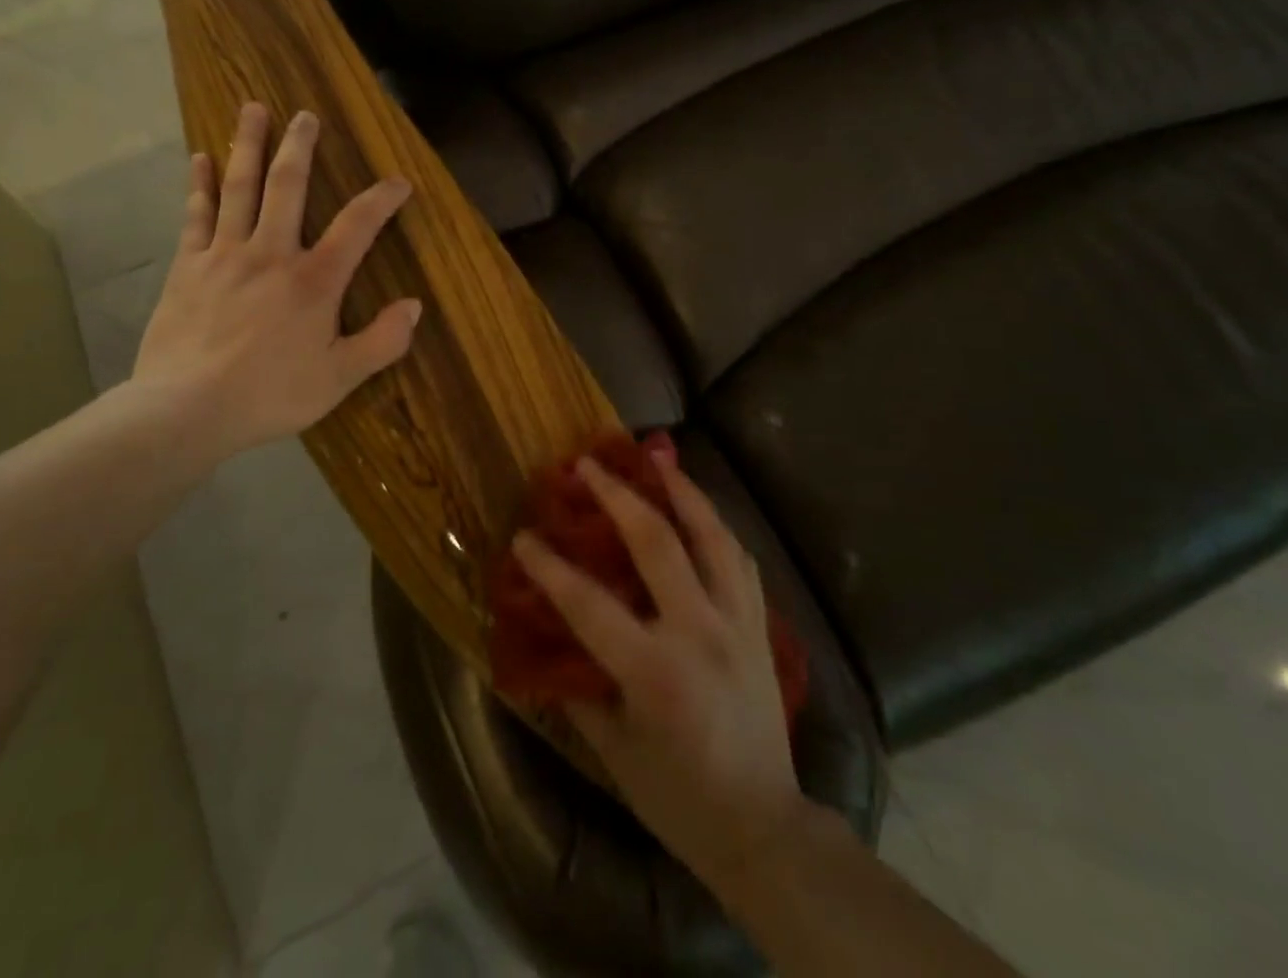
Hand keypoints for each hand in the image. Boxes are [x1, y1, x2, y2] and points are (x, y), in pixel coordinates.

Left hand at [130, 101, 419, 464]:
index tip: (398, 181)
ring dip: (247, 147)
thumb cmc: (270, 395)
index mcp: (314, 280)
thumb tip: (414, 306)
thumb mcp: (339, 378)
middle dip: (299, 148)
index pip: (357, 227)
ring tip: (252, 110)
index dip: (381, 200)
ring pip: (239, 189)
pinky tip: (198, 160)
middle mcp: (271, 254)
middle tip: (305, 115)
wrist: (187, 409)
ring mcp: (225, 255)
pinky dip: (198, 186)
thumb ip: (382, 341)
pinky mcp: (187, 267)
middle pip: (288, 187)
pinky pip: (196, 216)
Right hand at [513, 447, 804, 891]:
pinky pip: (737, 557)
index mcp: (655, 670)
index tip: (522, 536)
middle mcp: (699, 632)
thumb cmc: (678, 797)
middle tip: (585, 465)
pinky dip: (714, 525)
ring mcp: (737, 623)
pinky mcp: (760, 625)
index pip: (588, 602)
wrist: (764, 829)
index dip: (549, 566)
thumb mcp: (613, 748)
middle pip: (655, 541)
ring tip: (654, 458)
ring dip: (679, 489)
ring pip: (710, 534)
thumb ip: (577, 684)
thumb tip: (545, 635)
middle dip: (615, 495)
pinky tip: (697, 509)